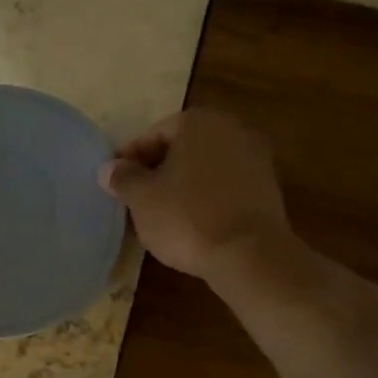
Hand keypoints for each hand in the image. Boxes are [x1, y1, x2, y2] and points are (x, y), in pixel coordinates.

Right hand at [99, 109, 293, 280]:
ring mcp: (256, 159)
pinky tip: (190, 223)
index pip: (154, 135)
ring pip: (204, 168)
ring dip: (182, 185)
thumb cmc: (187, 217)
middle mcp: (232, 130)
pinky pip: (224, 187)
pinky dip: (205, 199)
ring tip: (159, 215)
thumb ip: (123, 178)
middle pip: (182, 148)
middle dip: (158, 171)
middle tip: (135, 198)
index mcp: (199, 122)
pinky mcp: (268, 189)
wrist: (249, 255)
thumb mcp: (141, 198)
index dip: (130, 159)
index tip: (115, 183)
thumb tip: (109, 168)